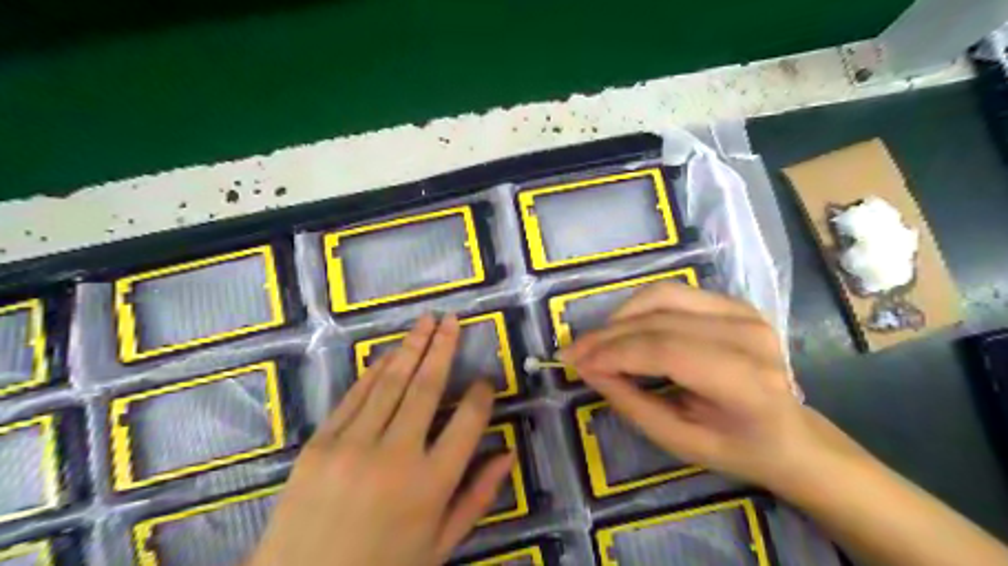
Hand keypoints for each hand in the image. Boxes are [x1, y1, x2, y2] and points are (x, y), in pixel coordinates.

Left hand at [250, 315, 514, 564]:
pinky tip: (389, 353)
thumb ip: (478, 496)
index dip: (481, 396)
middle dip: (443, 348)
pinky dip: (374, 372)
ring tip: (426, 321)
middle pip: (426, 388)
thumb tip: (509, 453)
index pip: (467, 422)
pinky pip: (354, 396)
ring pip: (390, 383)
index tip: (485, 382)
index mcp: (431, 485)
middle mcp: (395, 456)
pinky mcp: (319, 443)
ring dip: (411, 347)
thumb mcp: (440, 544)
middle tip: (452, 320)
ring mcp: (352, 445)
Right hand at [565, 285, 1007, 564]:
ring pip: (662, 296)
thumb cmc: (736, 447)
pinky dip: (641, 307)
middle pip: (659, 321)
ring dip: (621, 315)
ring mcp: (744, 312)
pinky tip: (625, 327)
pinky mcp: (734, 302)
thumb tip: (588, 369)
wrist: (791, 434)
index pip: (665, 351)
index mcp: (745, 382)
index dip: (614, 353)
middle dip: (607, 335)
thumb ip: (631, 402)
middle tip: (573, 351)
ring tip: (596, 340)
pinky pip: (674, 292)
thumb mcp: (678, 441)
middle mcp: (748, 336)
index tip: (575, 362)